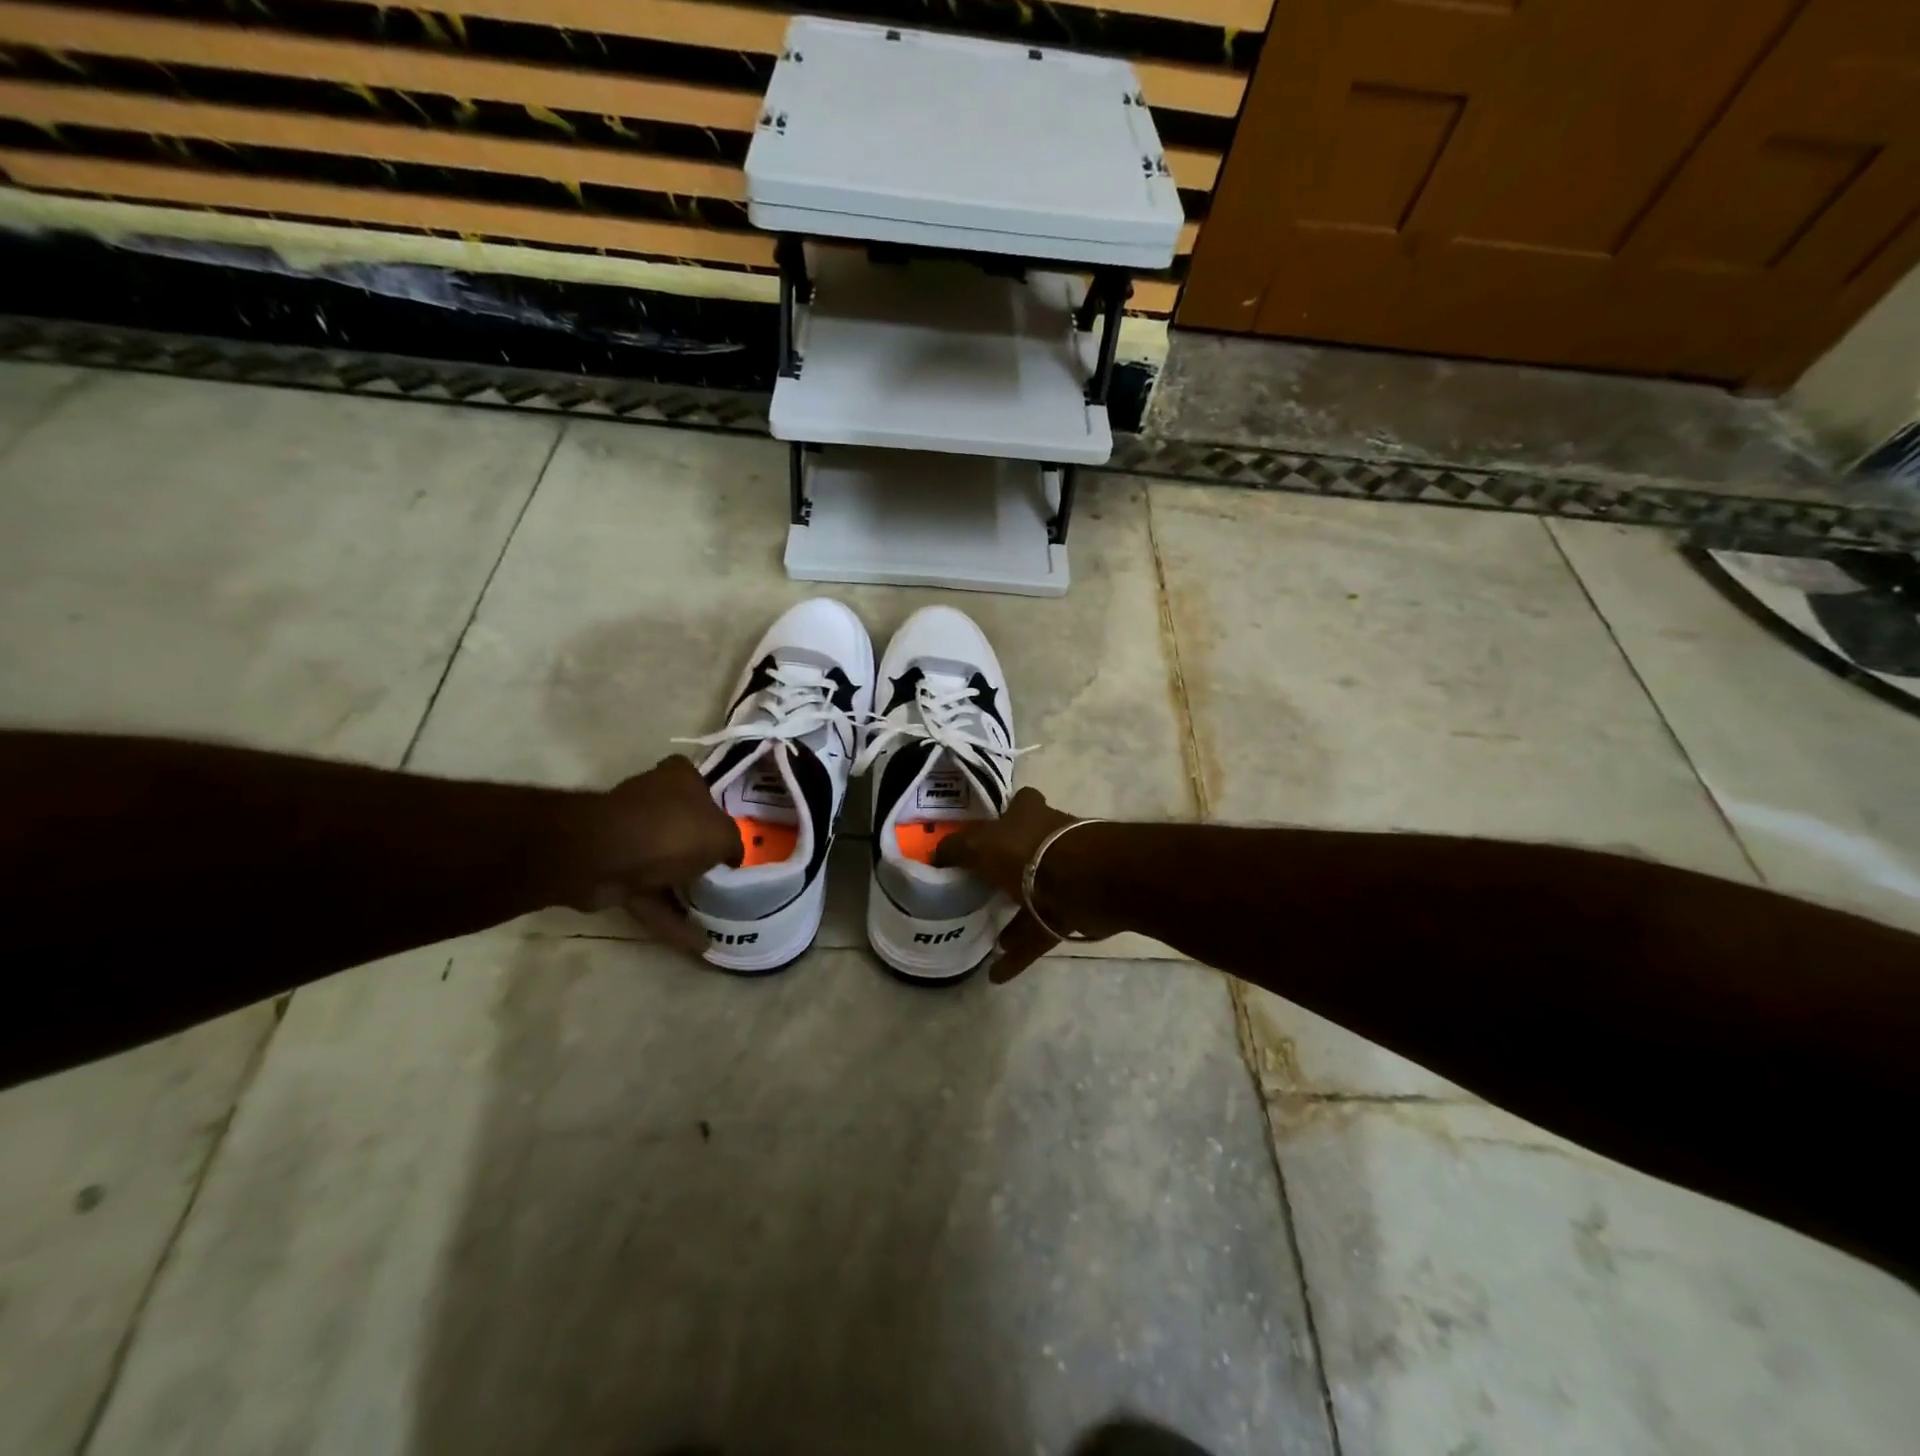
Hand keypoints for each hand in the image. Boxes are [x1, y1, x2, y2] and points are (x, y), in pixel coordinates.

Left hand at [557, 755, 741, 950]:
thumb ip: (733, 844)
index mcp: (678, 778)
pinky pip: (648, 894)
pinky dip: (668, 917)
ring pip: (664, 863)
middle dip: (700, 853)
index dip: (718, 811)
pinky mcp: (612, 869)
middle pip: (684, 827)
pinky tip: (696, 941)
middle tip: (726, 877)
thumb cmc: (675, 831)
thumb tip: (731, 857)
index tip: (731, 837)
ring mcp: (628, 834)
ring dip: (683, 889)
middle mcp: (652, 798)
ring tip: (715, 917)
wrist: (607, 856)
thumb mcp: (724, 835)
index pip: (703, 788)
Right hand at [934, 786, 1092, 983]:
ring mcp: (1064, 875)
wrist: (1085, 882)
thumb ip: (955, 849)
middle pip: (1026, 850)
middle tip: (982, 888)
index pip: (1019, 803)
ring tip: (991, 938)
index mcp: (1029, 814)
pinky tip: (997, 974)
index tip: (987, 833)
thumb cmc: (1028, 851)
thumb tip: (936, 855)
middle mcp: (1049, 839)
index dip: (1006, 813)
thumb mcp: (979, 844)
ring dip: (1014, 917)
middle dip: (1008, 868)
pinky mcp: (1072, 910)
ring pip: (1034, 895)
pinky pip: (1040, 932)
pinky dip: (1020, 953)